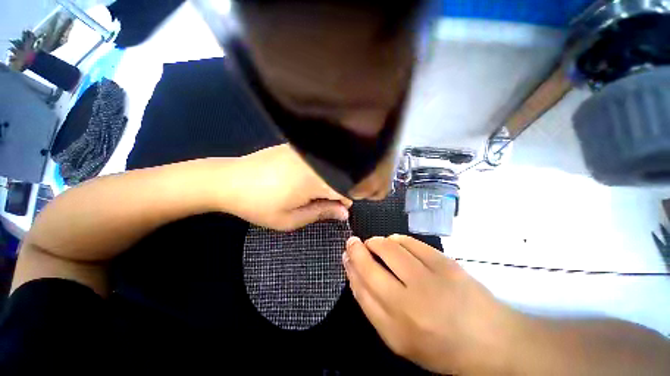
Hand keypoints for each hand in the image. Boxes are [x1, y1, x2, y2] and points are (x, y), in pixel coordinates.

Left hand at [226, 144, 352, 230]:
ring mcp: (305, 151)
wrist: (228, 180)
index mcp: (315, 179)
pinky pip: (316, 160)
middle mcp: (314, 160)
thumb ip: (321, 213)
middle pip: (339, 177)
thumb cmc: (259, 205)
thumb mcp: (291, 218)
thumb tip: (344, 213)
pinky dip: (316, 171)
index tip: (332, 210)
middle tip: (315, 202)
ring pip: (328, 168)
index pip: (345, 189)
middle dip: (333, 192)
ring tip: (305, 191)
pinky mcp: (295, 147)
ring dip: (324, 182)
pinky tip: (300, 178)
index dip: (343, 202)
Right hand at [343, 235, 519, 373]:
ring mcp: (429, 280)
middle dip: (356, 249)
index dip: (350, 268)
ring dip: (376, 242)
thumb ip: (373, 306)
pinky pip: (409, 242)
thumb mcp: (400, 338)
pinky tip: (396, 243)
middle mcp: (409, 304)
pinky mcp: (445, 263)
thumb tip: (355, 271)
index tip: (346, 255)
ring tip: (376, 244)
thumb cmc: (440, 345)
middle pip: (370, 266)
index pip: (360, 289)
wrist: (491, 341)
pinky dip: (397, 239)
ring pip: (388, 248)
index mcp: (396, 329)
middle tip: (354, 242)